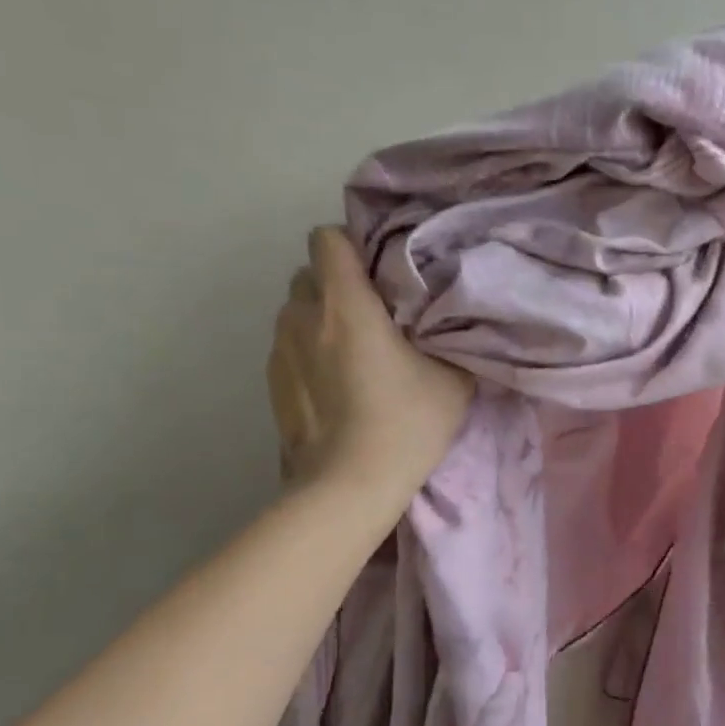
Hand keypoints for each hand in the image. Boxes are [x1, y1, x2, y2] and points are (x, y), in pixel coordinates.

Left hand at [268, 228, 473, 492]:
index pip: (327, 238)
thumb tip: (448, 322)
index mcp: (345, 303)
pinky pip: (290, 346)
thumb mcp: (452, 378)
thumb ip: (448, 337)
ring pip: (297, 311)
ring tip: (355, 352)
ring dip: (322, 320)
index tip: (381, 271)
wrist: (349, 486)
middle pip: (310, 274)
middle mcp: (303, 316)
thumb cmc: (406, 424)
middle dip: (339, 285)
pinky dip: (310, 352)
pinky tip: (337, 385)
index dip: (353, 246)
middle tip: (376, 314)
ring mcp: (279, 349)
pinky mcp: (271, 382)